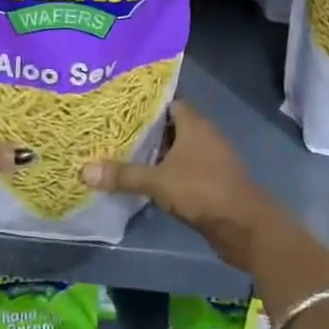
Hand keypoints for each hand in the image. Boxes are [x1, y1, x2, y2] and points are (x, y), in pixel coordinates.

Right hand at [81, 103, 288, 271]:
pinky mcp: (210, 181)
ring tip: (120, 151)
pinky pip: (182, 169)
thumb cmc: (202, 190)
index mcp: (194, 123)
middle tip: (111, 128)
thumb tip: (84, 170)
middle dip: (144, 128)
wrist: (245, 227)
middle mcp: (203, 135)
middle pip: (169, 125)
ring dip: (154, 152)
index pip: (166, 101)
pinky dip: (165, 171)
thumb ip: (123, 175)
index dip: (144, 102)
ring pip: (175, 148)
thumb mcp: (158, 181)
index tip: (118, 103)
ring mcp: (209, 159)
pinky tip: (143, 178)